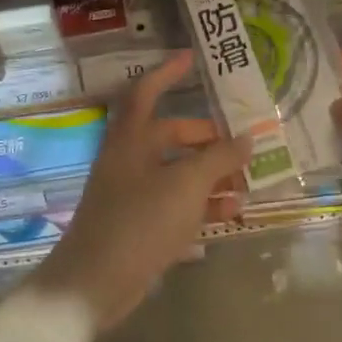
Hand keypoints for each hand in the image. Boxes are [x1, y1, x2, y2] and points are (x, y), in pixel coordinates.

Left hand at [34, 53, 250, 329]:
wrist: (95, 283)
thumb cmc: (139, 221)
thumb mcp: (186, 184)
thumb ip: (219, 158)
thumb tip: (247, 138)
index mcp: (131, 140)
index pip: (146, 92)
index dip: (167, 72)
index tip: (192, 59)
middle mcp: (129, 160)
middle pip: (170, 136)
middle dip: (206, 138)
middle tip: (241, 144)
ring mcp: (132, 194)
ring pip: (177, 172)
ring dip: (210, 174)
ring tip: (246, 182)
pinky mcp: (139, 225)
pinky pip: (175, 204)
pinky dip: (201, 204)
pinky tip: (230, 212)